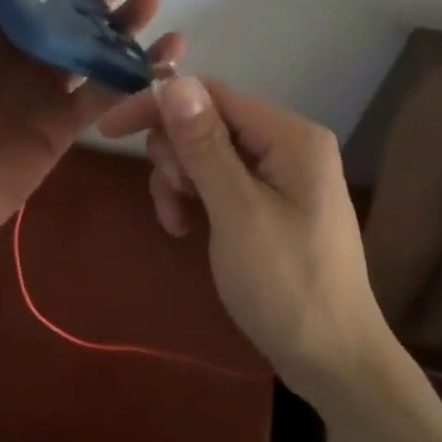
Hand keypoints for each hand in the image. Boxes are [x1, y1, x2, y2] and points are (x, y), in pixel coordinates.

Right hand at [99, 77, 391, 400]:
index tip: (109, 133)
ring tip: (180, 224)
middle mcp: (288, 145)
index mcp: (291, 137)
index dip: (159, 107)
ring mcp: (281, 175)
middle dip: (176, 157)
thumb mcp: (237, 213)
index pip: (211, 96)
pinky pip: (220, 182)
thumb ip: (204, 146)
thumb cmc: (286, 286)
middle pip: (207, 122)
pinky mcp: (271, 202)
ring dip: (181, 183)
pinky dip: (197, 200)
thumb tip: (174, 81)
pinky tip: (188, 230)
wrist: (332, 359)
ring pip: (207, 154)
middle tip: (175, 200)